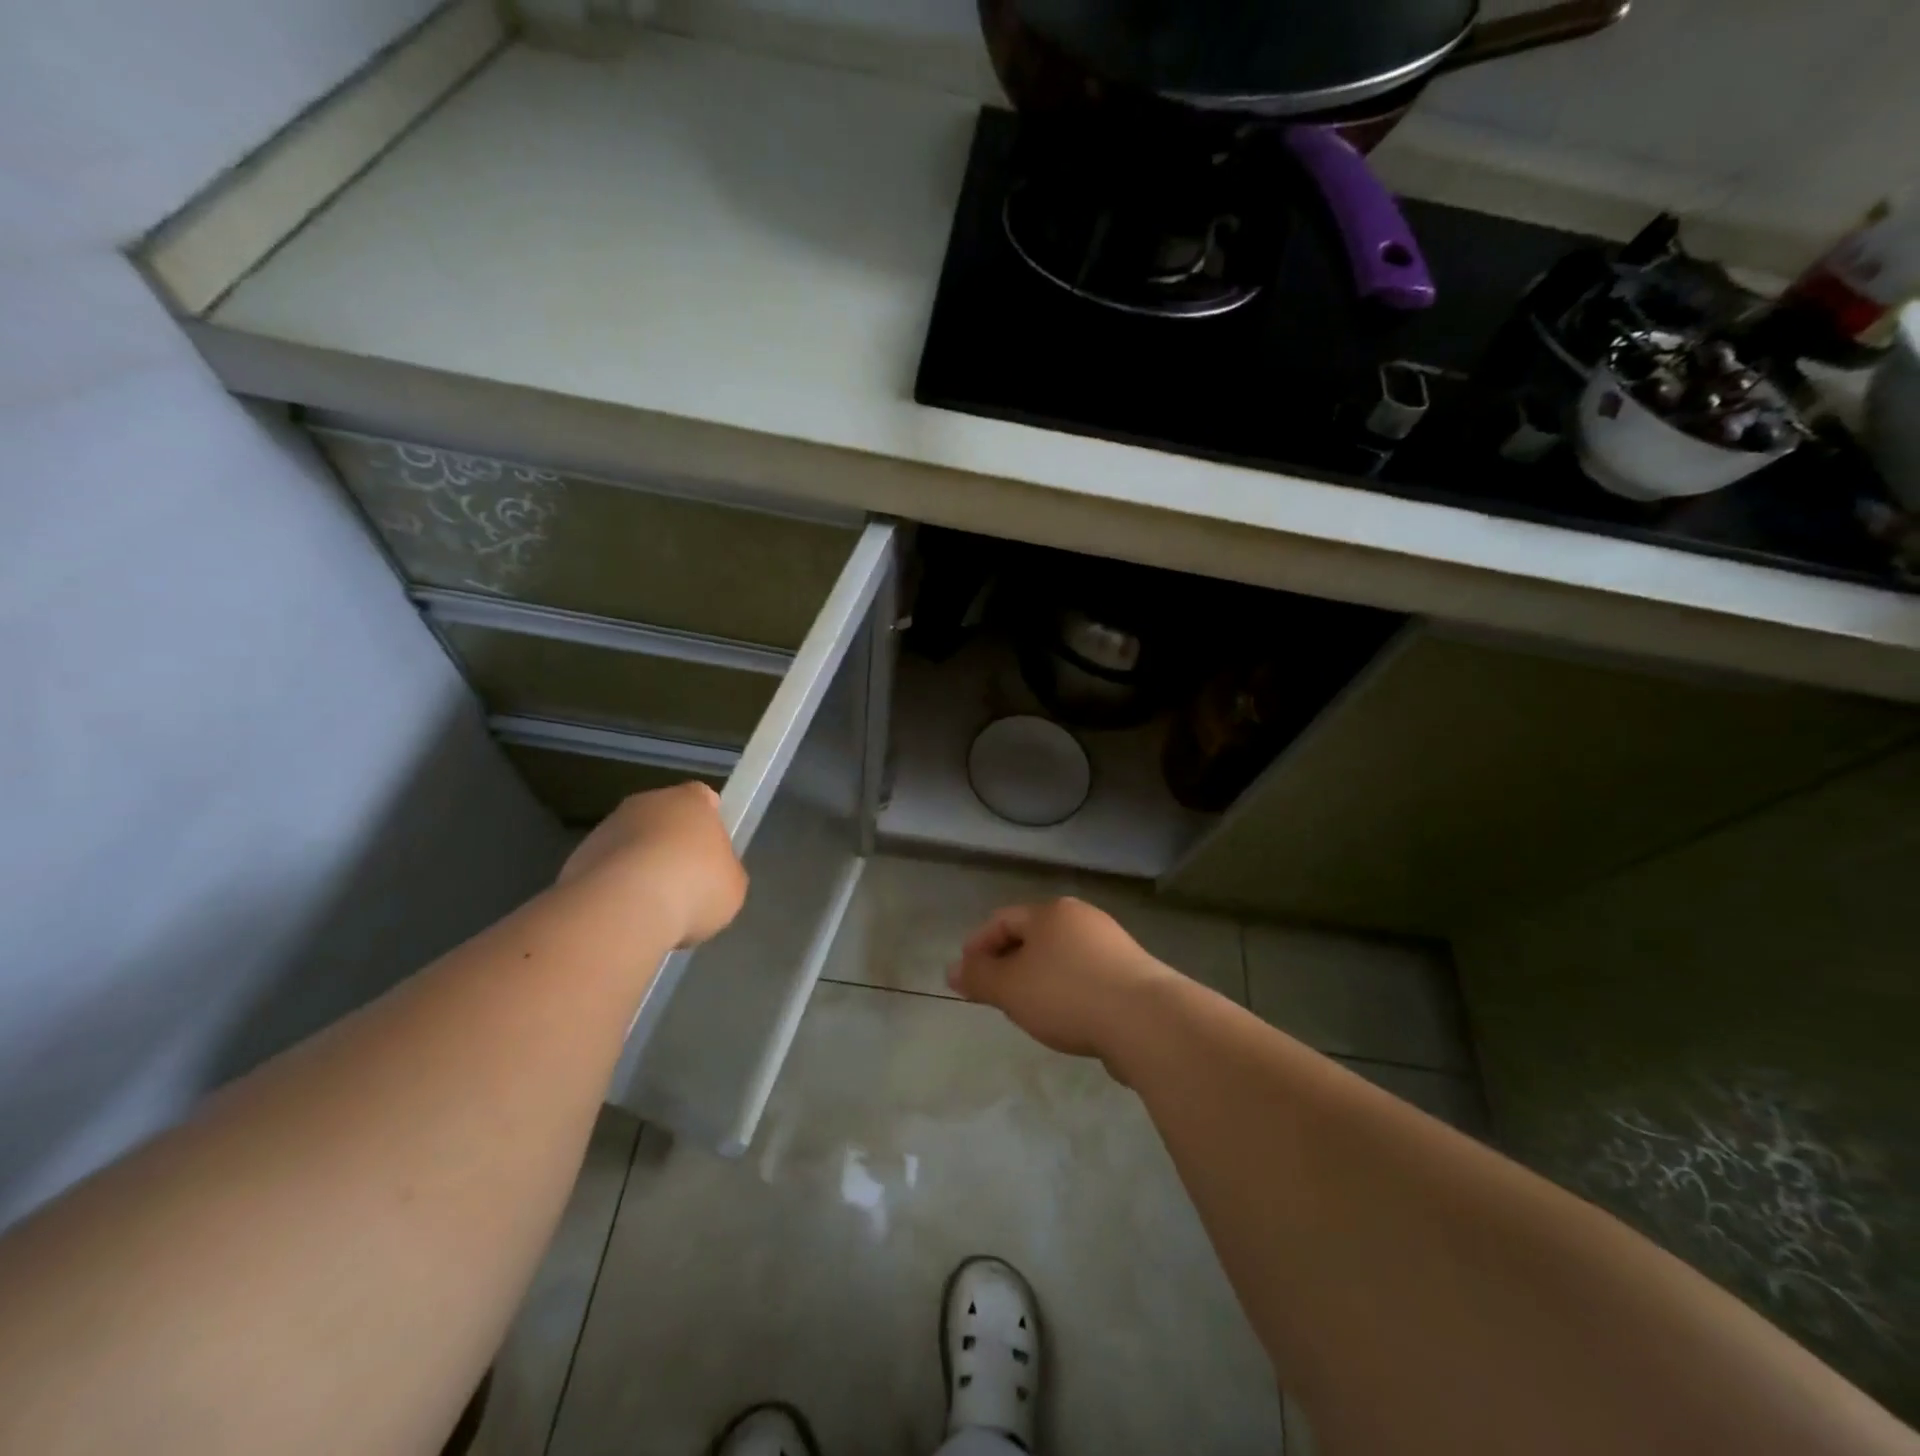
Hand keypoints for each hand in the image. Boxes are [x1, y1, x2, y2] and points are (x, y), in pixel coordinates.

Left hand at [559, 782, 746, 946]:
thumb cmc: (694, 886)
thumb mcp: (732, 884)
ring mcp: (608, 827)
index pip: (704, 797)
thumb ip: (723, 871)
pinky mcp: (578, 857)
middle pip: (664, 817)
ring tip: (652, 907)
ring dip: (640, 865)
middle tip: (684, 882)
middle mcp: (647, 802)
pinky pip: (606, 869)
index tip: (712, 850)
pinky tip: (625, 915)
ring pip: (631, 842)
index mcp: (691, 800)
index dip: (709, 821)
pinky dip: (614, 887)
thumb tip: (709, 875)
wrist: (624, 908)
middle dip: (671, 844)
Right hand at [948, 897, 1175, 1063]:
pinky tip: (1066, 1019)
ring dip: (1038, 979)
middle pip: (1033, 936)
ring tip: (1028, 1010)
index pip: (1003, 920)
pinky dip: (1067, 991)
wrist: (1146, 1020)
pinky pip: (1085, 976)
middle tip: (994, 994)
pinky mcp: (1132, 973)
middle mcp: (1082, 918)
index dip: (978, 945)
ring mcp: (1112, 944)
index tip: (966, 976)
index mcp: (1051, 912)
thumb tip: (952, 969)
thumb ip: (978, 977)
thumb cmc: (1067, 994)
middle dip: (1008, 962)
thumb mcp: (1010, 987)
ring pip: (1060, 957)